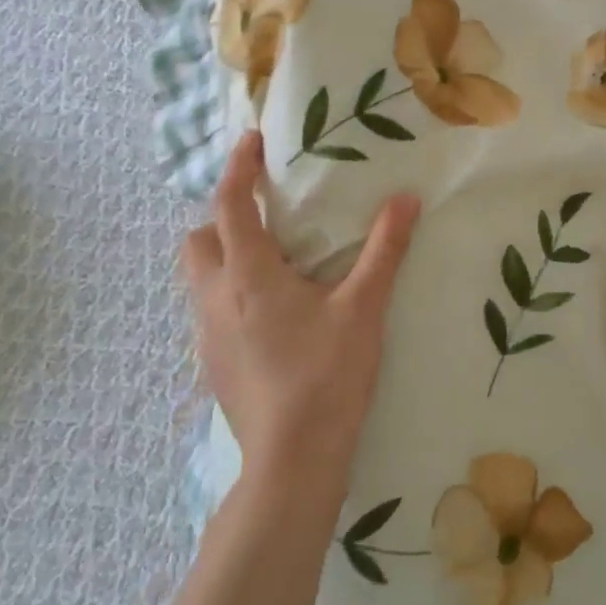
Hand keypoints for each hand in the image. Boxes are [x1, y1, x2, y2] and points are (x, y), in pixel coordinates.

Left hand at [182, 131, 420, 487]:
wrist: (292, 463)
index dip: (238, 167)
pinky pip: (210, 309)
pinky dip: (231, 293)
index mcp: (248, 274)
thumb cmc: (326, 376)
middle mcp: (215, 298)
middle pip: (198, 239)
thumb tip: (406, 200)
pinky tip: (272, 314)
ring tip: (274, 262)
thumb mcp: (363, 308)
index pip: (230, 204)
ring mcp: (207, 335)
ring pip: (199, 277)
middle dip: (223, 217)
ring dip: (225, 256)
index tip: (252, 141)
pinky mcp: (212, 365)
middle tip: (267, 216)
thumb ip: (384, 250)